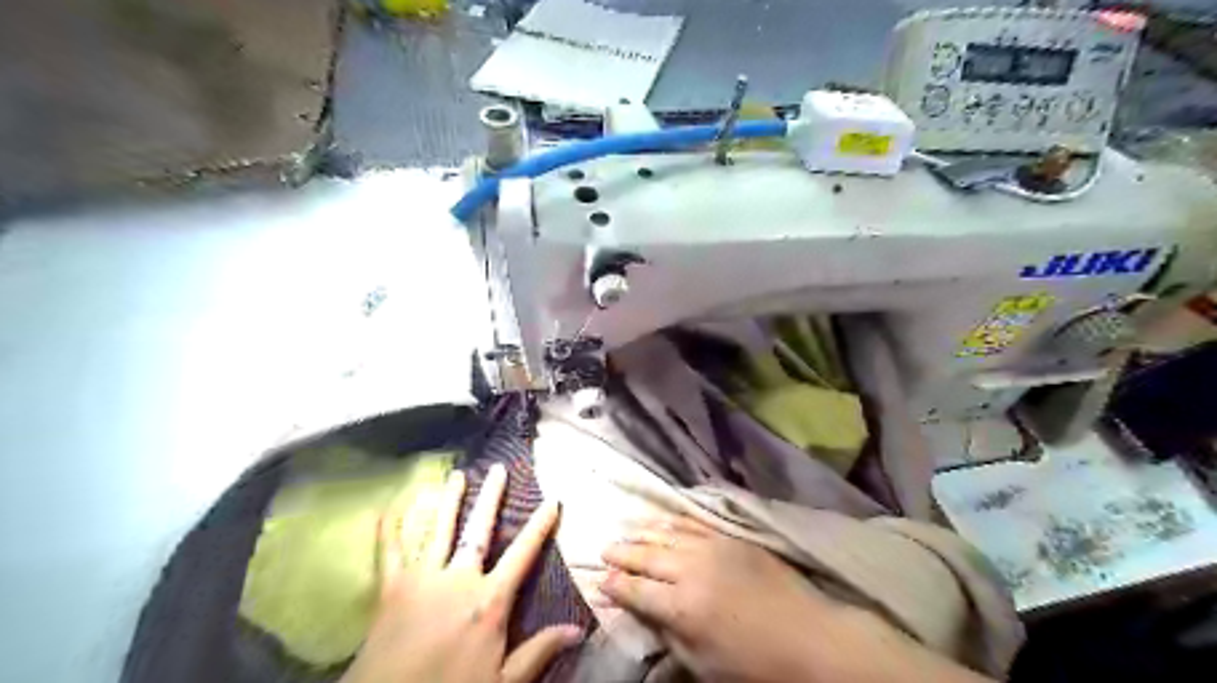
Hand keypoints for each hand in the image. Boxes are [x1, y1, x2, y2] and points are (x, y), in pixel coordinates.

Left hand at [340, 464, 580, 682]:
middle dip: (490, 498)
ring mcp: (422, 579)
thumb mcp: (503, 682)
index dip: (540, 526)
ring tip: (456, 475)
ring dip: (448, 501)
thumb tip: (578, 629)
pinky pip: (390, 552)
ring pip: (438, 530)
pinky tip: (390, 507)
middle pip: (478, 530)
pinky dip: (390, 529)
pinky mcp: (391, 589)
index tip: (552, 499)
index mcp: (489, 600)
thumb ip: (538, 651)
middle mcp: (458, 579)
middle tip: (498, 469)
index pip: (522, 554)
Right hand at [597, 518, 986, 681]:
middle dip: (622, 553)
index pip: (635, 589)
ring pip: (666, 533)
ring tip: (627, 532)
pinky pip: (694, 523)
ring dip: (643, 533)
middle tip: (604, 550)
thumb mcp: (702, 663)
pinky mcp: (732, 537)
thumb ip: (667, 633)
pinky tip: (663, 521)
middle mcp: (691, 568)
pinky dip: (673, 521)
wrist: (811, 638)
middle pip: (646, 555)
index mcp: (680, 606)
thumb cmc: (755, 665)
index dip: (614, 585)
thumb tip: (640, 612)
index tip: (600, 580)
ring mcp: (713, 547)